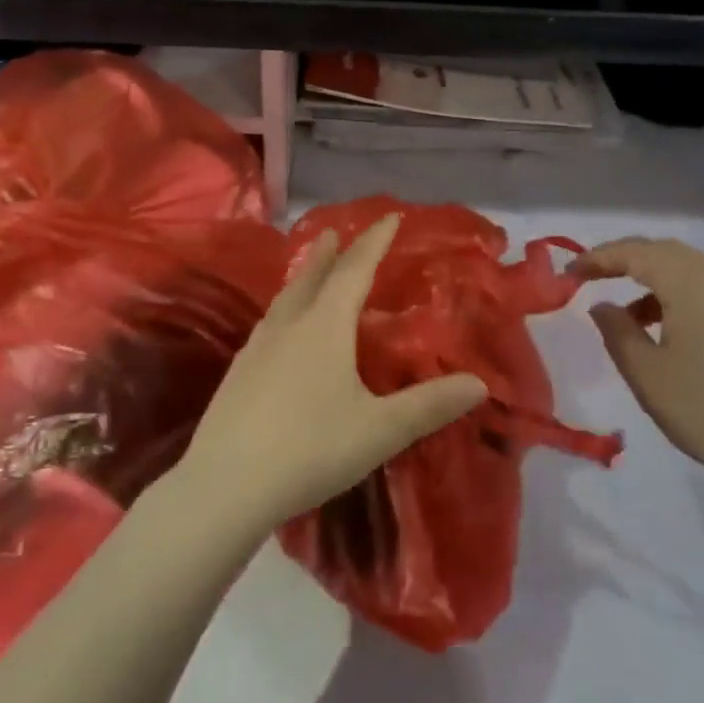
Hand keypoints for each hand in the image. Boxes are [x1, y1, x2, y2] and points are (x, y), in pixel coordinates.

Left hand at [178, 215, 487, 537]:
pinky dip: (285, 308)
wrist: (224, 486)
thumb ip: (429, 405)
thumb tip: (479, 383)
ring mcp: (257, 347)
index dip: (375, 241)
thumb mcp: (379, 430)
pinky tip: (282, 330)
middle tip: (337, 232)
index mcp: (325, 326)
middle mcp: (289, 325)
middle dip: (330, 252)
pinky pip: (270, 323)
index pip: (355, 269)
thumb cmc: (310, 449)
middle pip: (312, 276)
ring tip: (310, 271)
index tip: (390, 217)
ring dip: (303, 277)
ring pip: (285, 298)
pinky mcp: (238, 372)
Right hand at [574, 238, 703, 499]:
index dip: (598, 258)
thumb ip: (616, 330)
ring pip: (691, 272)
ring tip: (630, 318)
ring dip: (654, 282)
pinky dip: (681, 298)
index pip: (636, 252)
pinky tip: (670, 333)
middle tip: (593, 277)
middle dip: (626, 260)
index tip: (569, 273)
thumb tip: (603, 305)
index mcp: (691, 281)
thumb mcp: (646, 372)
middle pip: (665, 253)